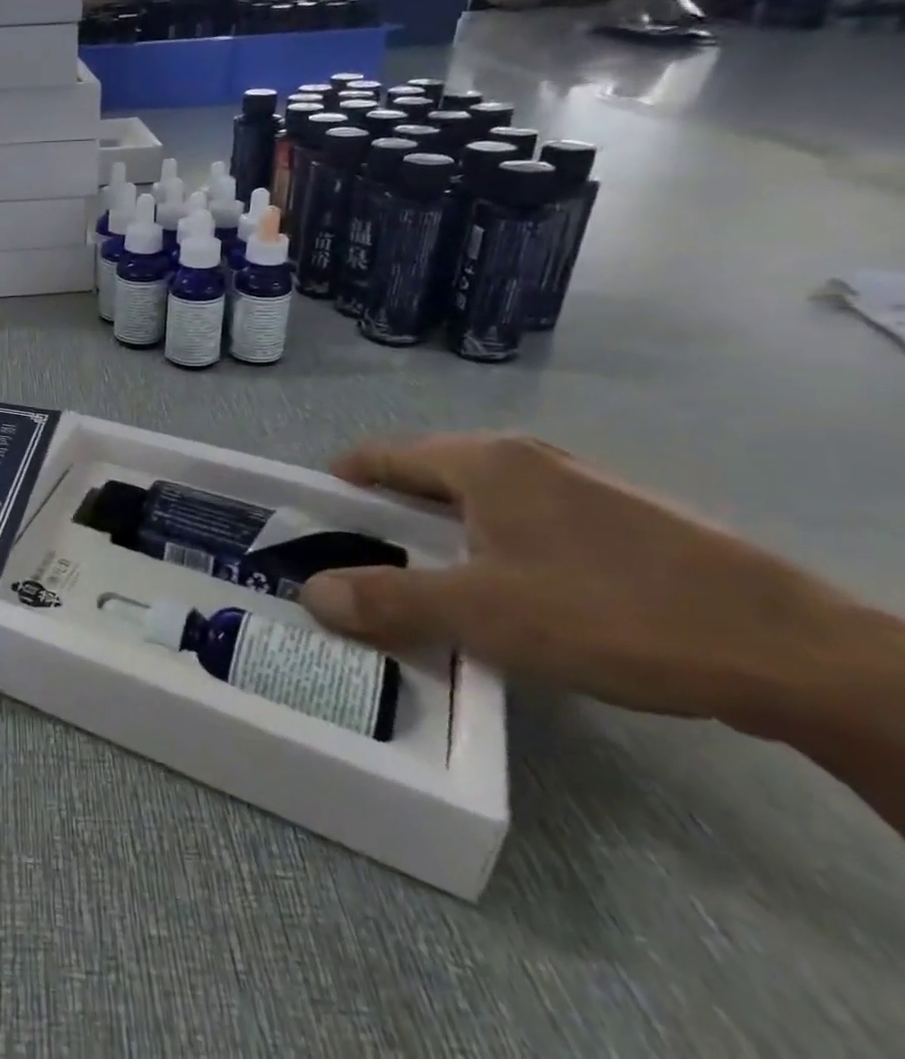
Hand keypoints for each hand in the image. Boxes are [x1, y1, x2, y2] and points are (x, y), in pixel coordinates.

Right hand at [298, 434, 856, 729]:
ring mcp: (580, 485)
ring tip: (424, 582)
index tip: (311, 515)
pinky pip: (524, 521)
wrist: (794, 651)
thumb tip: (312, 594)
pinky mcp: (621, 521)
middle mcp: (527, 458)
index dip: (341, 481)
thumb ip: (388, 599)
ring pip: (480, 500)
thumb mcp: (482, 614)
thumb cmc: (611, 613)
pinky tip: (505, 594)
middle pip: (429, 474)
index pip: (384, 454)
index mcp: (486, 462)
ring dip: (439, 532)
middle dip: (386, 512)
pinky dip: (490, 546)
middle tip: (359, 559)